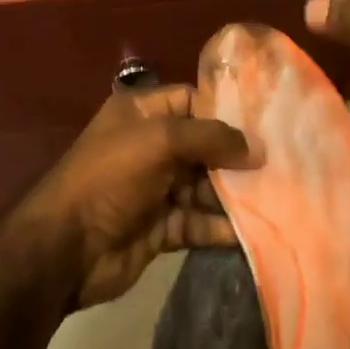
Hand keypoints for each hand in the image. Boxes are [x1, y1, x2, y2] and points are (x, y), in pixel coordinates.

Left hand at [9, 85, 256, 307]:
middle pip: (203, 145)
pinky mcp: (161, 228)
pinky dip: (222, 226)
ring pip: (205, 186)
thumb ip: (209, 137)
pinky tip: (255, 231)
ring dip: (236, 194)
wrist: (66, 247)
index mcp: (142, 112)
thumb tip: (256, 148)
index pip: (192, 101)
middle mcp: (150, 145)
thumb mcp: (159, 140)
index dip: (226, 110)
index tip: (267, 123)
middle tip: (283, 163)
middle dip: (237, 156)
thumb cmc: (110, 177)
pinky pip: (198, 222)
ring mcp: (156, 188)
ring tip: (278, 198)